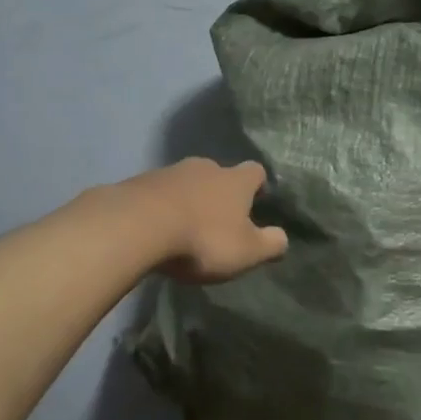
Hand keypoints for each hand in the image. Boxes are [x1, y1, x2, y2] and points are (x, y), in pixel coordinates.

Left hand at [126, 158, 289, 283]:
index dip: (258, 185)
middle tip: (219, 218)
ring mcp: (170, 171)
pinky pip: (159, 192)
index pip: (255, 171)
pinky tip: (157, 227)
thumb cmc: (202, 239)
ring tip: (185, 225)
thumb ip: (270, 244)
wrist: (137, 225)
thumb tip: (283, 237)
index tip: (256, 201)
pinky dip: (162, 205)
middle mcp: (205, 167)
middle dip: (220, 193)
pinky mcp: (140, 182)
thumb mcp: (246, 252)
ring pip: (187, 181)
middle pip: (219, 173)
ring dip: (189, 198)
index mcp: (235, 180)